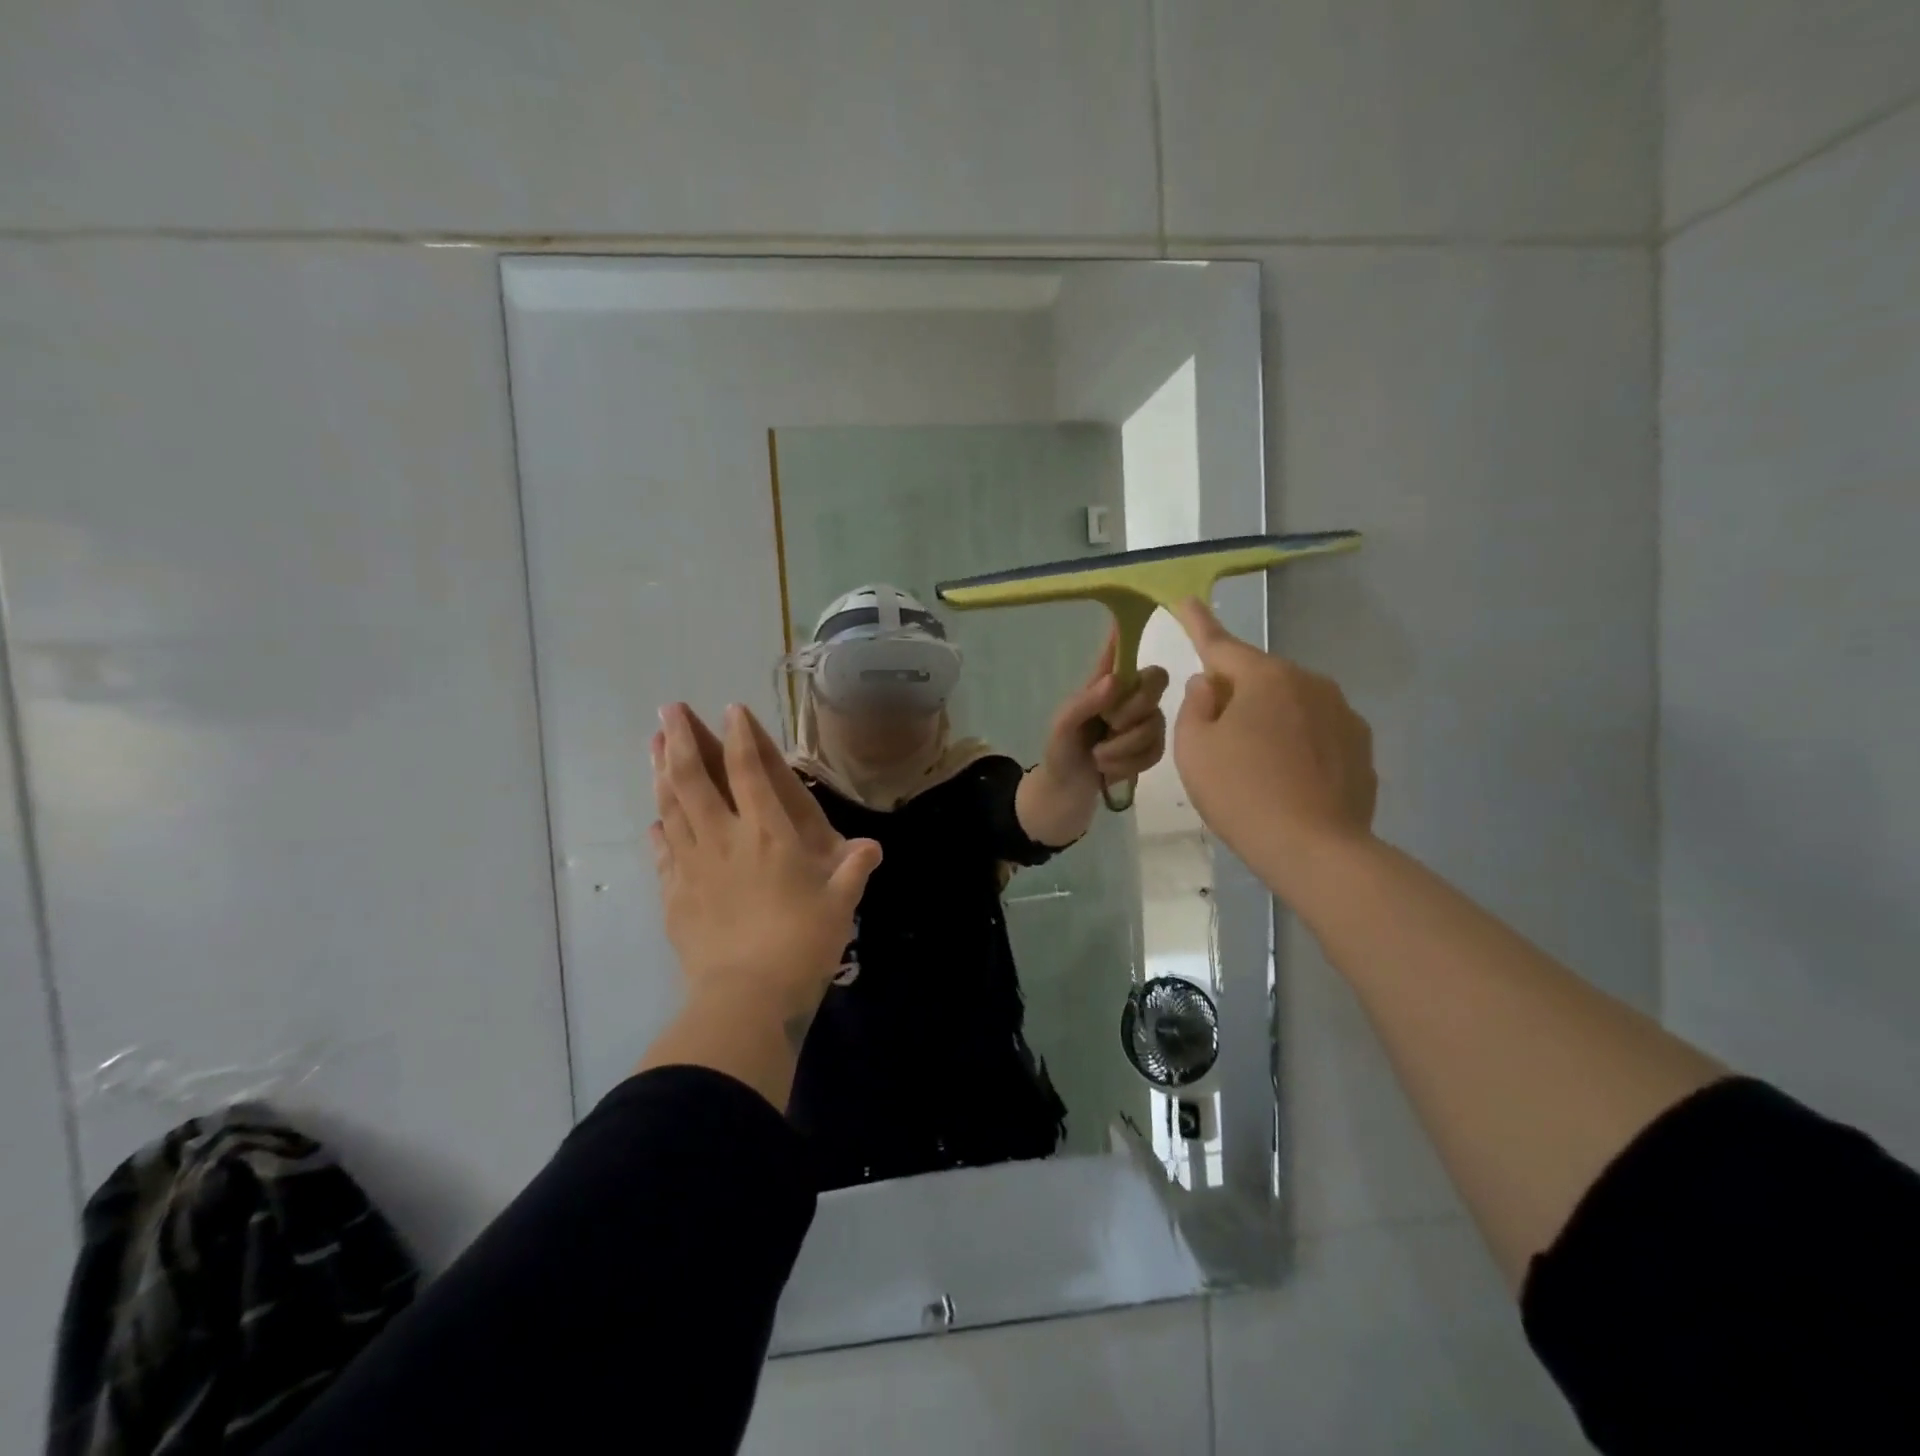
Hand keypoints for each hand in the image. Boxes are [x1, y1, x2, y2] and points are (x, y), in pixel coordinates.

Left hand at [650, 703, 881, 1033]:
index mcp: (768, 834)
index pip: (750, 772)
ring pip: (671, 808)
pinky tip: (655, 821)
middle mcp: (724, 839)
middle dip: (682, 741)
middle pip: (694, 780)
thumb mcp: (839, 904)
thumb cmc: (801, 943)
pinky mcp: (674, 896)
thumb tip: (871, 847)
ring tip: (653, 746)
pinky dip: (659, 831)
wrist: (747, 997)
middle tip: (668, 711)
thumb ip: (853, 870)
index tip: (730, 709)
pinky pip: (662, 853)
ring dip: (661, 773)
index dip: (741, 737)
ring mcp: (692, 866)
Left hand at [1041, 629, 1169, 789]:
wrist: (1066, 797)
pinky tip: (1110, 770)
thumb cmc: (1059, 754)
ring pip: (1156, 722)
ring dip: (1124, 747)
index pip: (1120, 649)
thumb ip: (1085, 702)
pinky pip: (1157, 749)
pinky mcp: (1150, 749)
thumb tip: (1116, 680)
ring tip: (1099, 757)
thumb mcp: (1062, 727)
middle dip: (1133, 709)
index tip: (1143, 607)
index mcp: (1102, 683)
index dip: (1132, 629)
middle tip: (1108, 725)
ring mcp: (1142, 723)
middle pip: (1156, 680)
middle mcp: (1127, 697)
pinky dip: (1131, 763)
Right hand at [1170, 598, 1376, 892]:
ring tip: (1255, 766)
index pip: (1221, 644)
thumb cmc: (1241, 793)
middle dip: (1235, 693)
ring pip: (1290, 705)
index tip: (1186, 601)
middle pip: (1258, 678)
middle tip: (1214, 734)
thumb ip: (1195, 706)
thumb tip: (1210, 685)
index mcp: (1265, 677)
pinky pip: (1316, 733)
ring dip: (1268, 720)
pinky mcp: (1361, 747)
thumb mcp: (1193, 748)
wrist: (1316, 850)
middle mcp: (1309, 683)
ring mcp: (1342, 714)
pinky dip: (1297, 745)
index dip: (1198, 624)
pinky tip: (1288, 780)